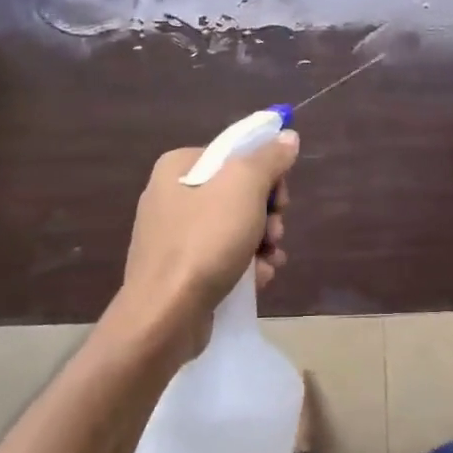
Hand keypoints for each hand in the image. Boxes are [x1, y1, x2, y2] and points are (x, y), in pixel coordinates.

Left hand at [110, 131, 298, 365]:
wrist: (165, 315)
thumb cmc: (205, 240)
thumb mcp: (244, 186)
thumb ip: (269, 158)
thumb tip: (287, 137)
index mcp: (179, 166)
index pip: (236, 154)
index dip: (267, 173)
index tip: (280, 199)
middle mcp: (172, 194)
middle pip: (238, 191)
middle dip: (267, 214)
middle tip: (275, 232)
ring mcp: (173, 234)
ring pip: (235, 226)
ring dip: (262, 242)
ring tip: (270, 260)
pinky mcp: (180, 269)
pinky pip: (222, 255)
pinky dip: (245, 265)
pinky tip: (258, 279)